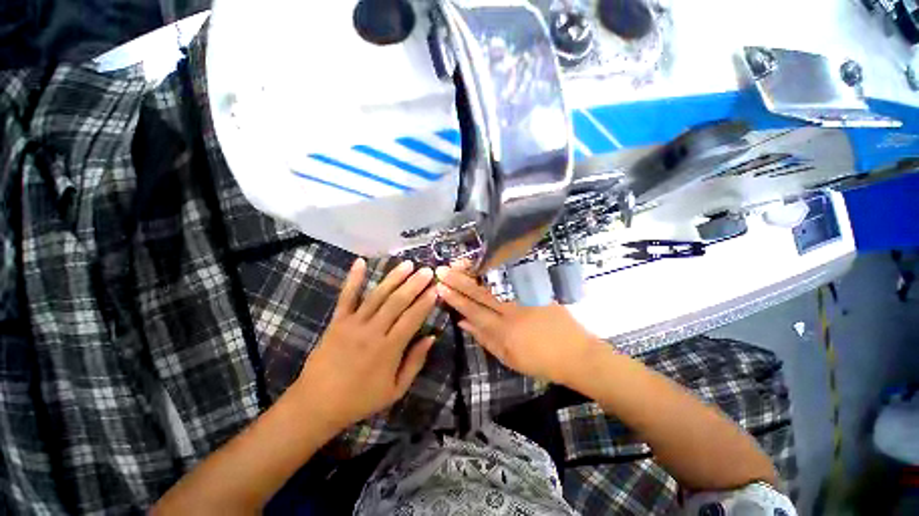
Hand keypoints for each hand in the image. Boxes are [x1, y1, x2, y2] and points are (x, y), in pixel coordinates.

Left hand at [293, 258, 437, 433]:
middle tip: (427, 271)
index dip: (426, 302)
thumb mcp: (395, 390)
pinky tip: (361, 262)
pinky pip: (346, 296)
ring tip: (408, 264)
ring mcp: (353, 323)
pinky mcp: (337, 321)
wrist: (316, 404)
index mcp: (389, 349)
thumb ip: (415, 362)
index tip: (437, 288)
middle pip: (397, 302)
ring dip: (394, 278)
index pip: (412, 318)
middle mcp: (373, 331)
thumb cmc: (360, 399)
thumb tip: (432, 337)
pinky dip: (354, 278)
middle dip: (414, 284)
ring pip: (378, 295)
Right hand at [434, 266, 600, 385]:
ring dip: (475, 272)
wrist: (576, 354)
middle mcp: (511, 311)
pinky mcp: (537, 291)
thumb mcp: (509, 358)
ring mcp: (525, 298)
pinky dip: (497, 270)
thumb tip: (463, 323)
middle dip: (459, 281)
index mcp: (503, 331)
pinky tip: (486, 262)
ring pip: (495, 282)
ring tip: (460, 263)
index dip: (455, 299)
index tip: (441, 288)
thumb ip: (484, 339)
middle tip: (443, 271)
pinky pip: (514, 278)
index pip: (473, 311)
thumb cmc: (540, 362)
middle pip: (480, 293)